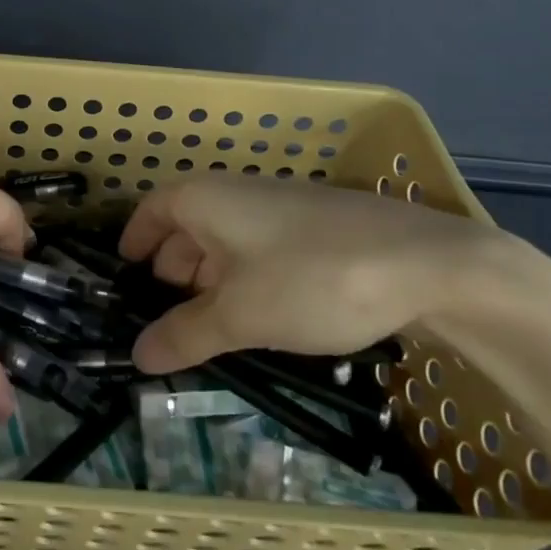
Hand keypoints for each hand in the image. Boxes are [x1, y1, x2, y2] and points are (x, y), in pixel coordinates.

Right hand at [117, 176, 516, 373]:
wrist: (427, 264)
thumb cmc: (311, 279)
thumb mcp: (240, 315)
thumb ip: (185, 334)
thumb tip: (137, 356)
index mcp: (205, 199)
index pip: (151, 211)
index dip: (134, 241)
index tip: (123, 275)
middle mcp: (236, 194)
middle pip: (186, 227)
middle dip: (170, 270)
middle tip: (160, 317)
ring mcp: (279, 209)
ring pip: (225, 242)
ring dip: (208, 280)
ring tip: (205, 327)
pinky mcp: (315, 229)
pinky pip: (259, 251)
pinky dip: (244, 280)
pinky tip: (256, 317)